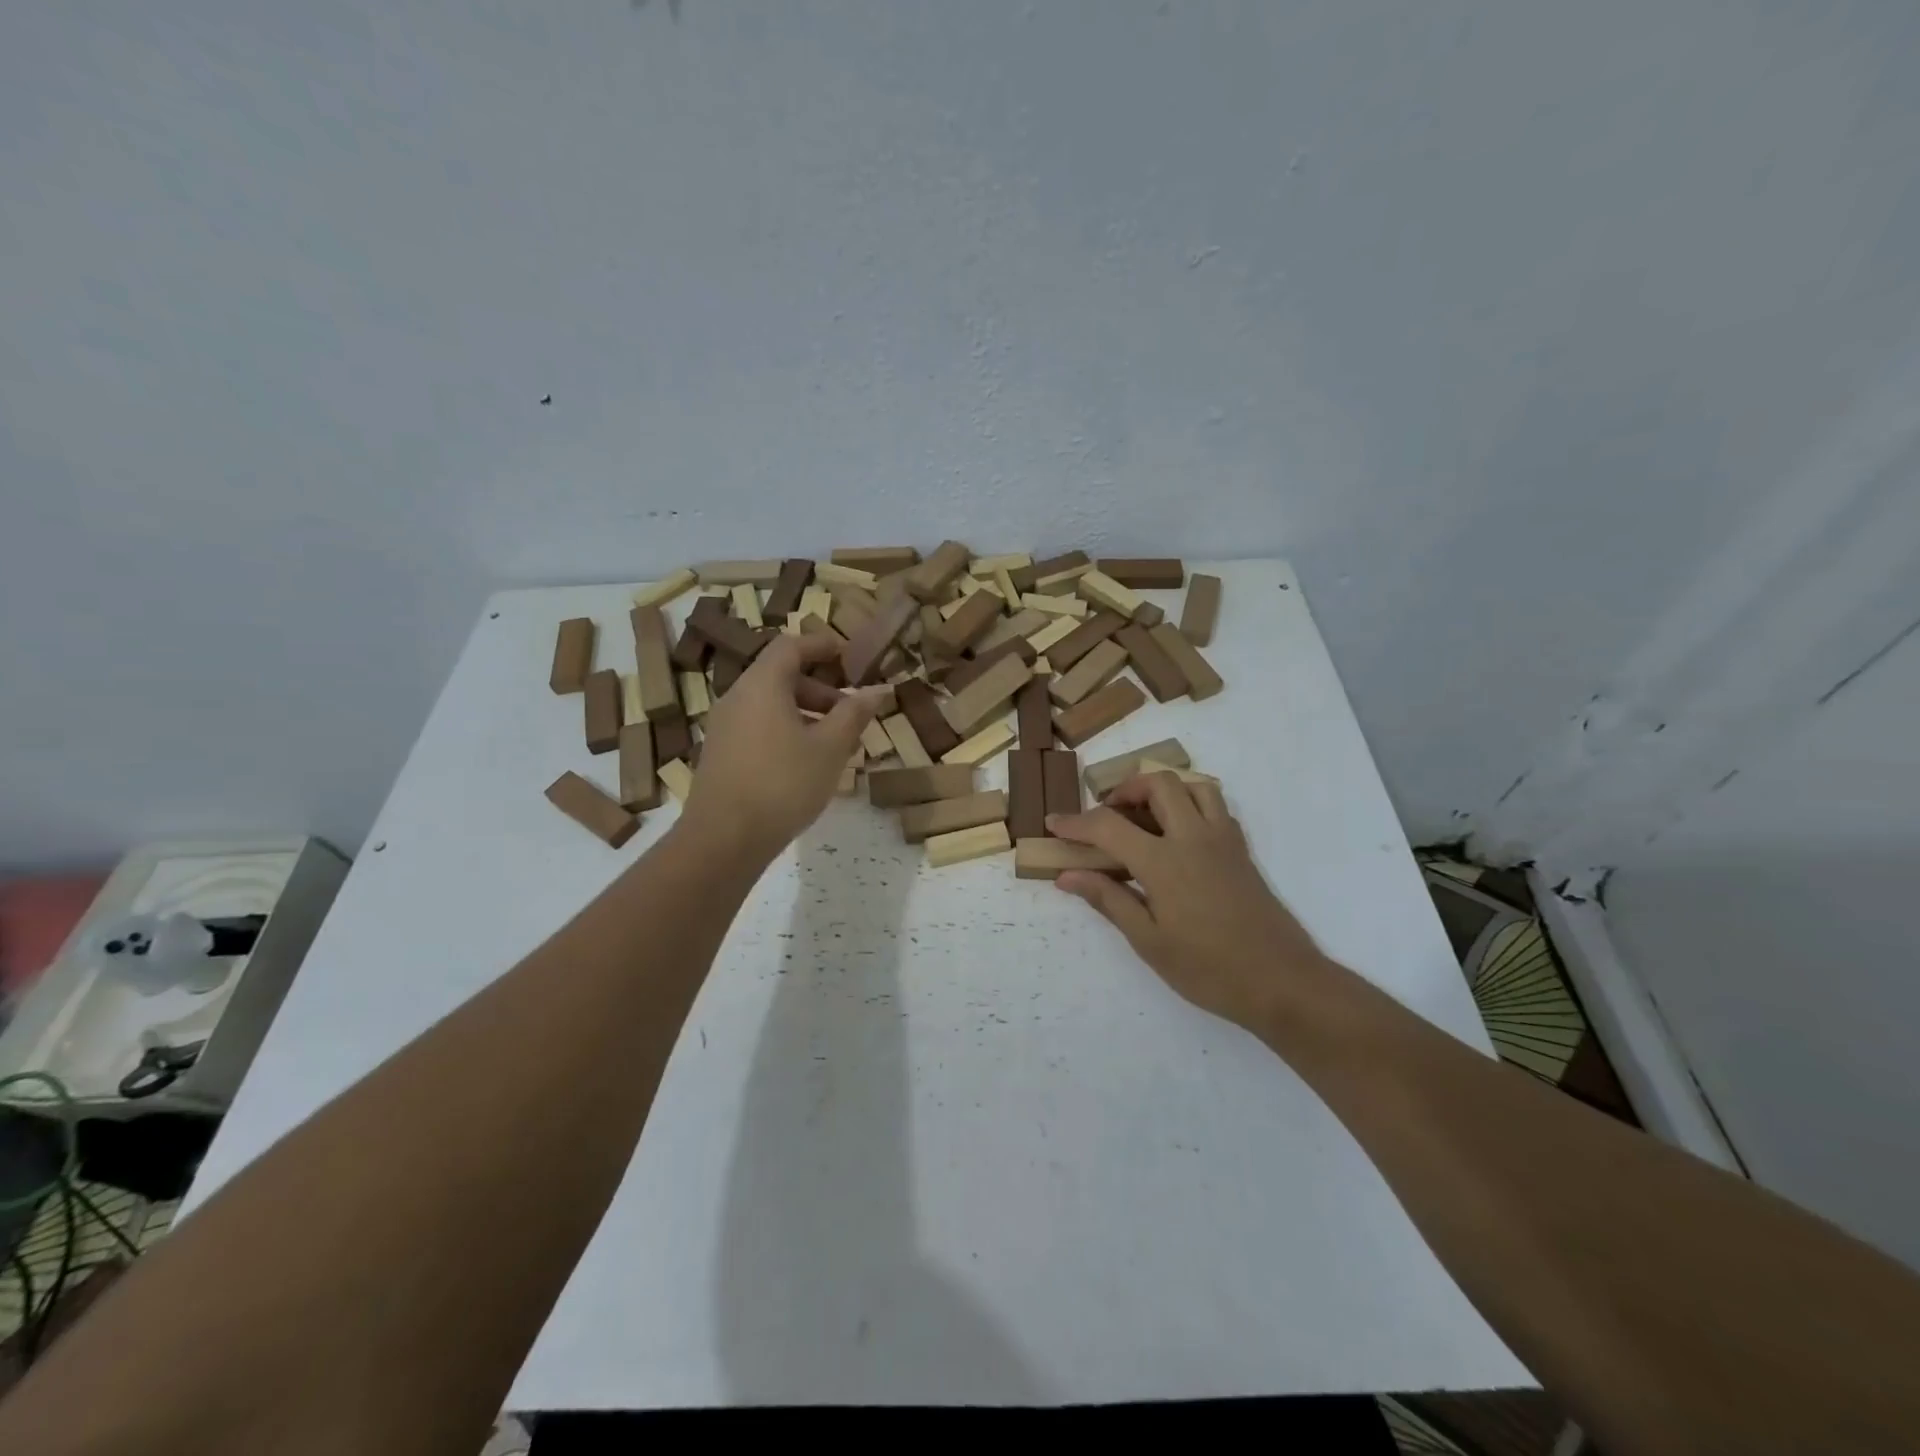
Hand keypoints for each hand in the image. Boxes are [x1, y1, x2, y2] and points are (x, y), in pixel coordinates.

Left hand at [683, 634, 886, 860]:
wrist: (723, 839)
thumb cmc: (783, 784)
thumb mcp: (829, 748)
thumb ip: (854, 714)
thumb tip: (878, 689)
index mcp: (762, 685)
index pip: (791, 646)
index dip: (822, 645)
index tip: (850, 657)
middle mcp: (738, 697)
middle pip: (781, 675)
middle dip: (820, 687)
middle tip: (850, 710)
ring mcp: (725, 726)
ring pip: (770, 703)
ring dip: (806, 712)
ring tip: (835, 741)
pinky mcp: (722, 753)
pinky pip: (759, 725)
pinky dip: (786, 729)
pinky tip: (807, 762)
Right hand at [1048, 772, 1327, 1033]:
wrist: (1283, 983)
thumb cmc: (1210, 969)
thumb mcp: (1149, 942)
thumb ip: (1109, 900)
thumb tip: (1067, 875)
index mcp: (1164, 861)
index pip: (1109, 826)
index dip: (1076, 822)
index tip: (1053, 823)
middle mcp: (1194, 838)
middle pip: (1158, 784)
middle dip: (1124, 790)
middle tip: (1106, 816)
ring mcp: (1223, 841)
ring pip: (1193, 786)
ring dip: (1162, 790)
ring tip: (1143, 817)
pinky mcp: (1241, 851)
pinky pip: (1215, 807)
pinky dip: (1190, 805)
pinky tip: (1178, 836)